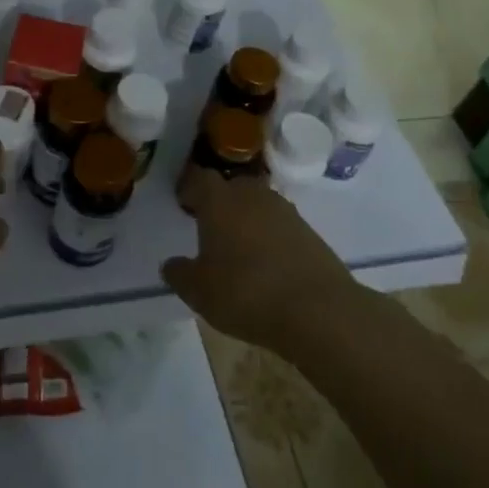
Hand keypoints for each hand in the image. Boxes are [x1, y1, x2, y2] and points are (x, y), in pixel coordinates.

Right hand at [161, 174, 356, 350]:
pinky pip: (279, 224)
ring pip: (257, 204)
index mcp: (219, 201)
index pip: (199, 178)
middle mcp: (251, 195)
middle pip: (231, 186)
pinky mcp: (308, 230)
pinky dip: (269, 235)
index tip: (183, 204)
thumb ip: (180, 274)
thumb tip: (171, 264)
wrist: (317, 309)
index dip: (190, 188)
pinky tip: (267, 262)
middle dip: (219, 201)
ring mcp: (284, 210)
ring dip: (247, 217)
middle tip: (210, 226)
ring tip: (239, 246)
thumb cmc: (246, 293)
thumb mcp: (199, 292)